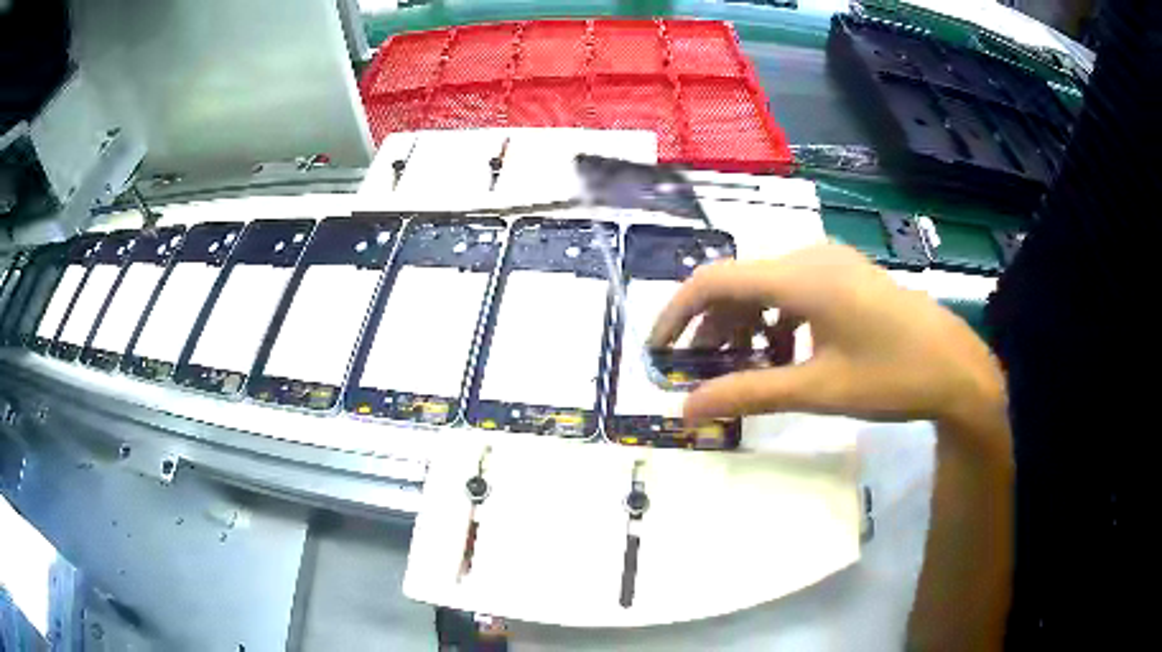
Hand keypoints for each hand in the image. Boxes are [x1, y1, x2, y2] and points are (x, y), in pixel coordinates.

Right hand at [649, 244, 1008, 456]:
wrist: (956, 368)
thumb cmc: (891, 377)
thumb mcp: (816, 390)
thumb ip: (748, 393)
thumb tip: (686, 410)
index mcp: (801, 277)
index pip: (715, 281)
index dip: (676, 314)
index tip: (657, 352)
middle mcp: (810, 256)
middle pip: (740, 283)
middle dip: (711, 327)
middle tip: (698, 371)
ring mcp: (832, 263)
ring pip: (767, 287)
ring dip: (745, 326)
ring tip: (743, 368)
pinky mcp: (846, 275)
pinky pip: (794, 291)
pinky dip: (776, 322)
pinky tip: (785, 355)